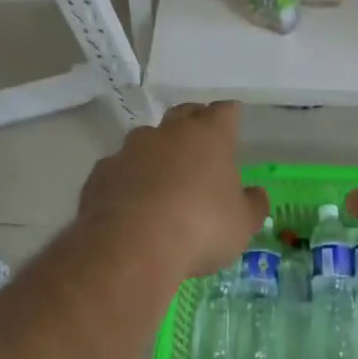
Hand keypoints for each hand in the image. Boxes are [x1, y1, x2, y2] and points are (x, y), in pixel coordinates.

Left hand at [78, 101, 267, 278]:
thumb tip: (256, 195)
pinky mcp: (101, 173)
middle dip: (193, 123)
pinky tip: (130, 202)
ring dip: (156, 152)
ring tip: (162, 178)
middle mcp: (169, 133)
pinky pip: (118, 168)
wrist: (130, 247)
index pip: (224, 111)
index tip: (233, 121)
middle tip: (200, 143)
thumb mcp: (242, 225)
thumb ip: (252, 205)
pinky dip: (127, 178)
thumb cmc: (200, 228)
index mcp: (209, 136)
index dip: (230, 115)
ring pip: (147, 139)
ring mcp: (130, 150)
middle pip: (184, 113)